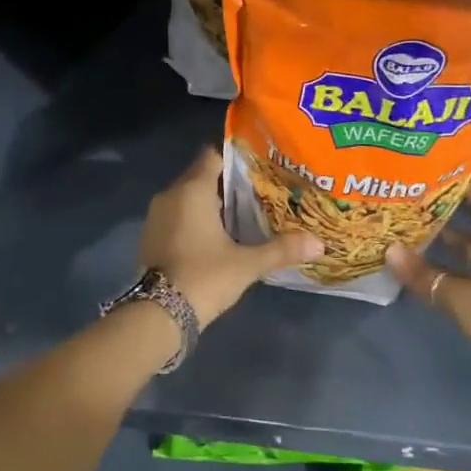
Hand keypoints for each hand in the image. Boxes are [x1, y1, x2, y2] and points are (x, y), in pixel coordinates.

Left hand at [140, 148, 322, 325]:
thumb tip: (320, 243)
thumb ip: (281, 249)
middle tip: (259, 192)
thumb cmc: (203, 277)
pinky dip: (195, 219)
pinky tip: (217, 236)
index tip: (259, 167)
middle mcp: (170, 195)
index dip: (236, 158)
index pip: (213, 156)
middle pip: (201, 176)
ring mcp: (156, 216)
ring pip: (187, 197)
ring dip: (210, 203)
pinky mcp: (151, 236)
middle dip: (227, 183)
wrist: (157, 314)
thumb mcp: (247, 264)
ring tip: (242, 214)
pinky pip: (177, 215)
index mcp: (192, 190)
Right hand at [387, 184, 470, 393]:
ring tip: (406, 239)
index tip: (436, 176)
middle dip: (444, 221)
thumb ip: (424, 275)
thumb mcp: (461, 296)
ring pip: (467, 259)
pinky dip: (445, 276)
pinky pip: (466, 282)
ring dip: (442, 251)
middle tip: (409, 209)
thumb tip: (389, 249)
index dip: (465, 188)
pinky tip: (420, 276)